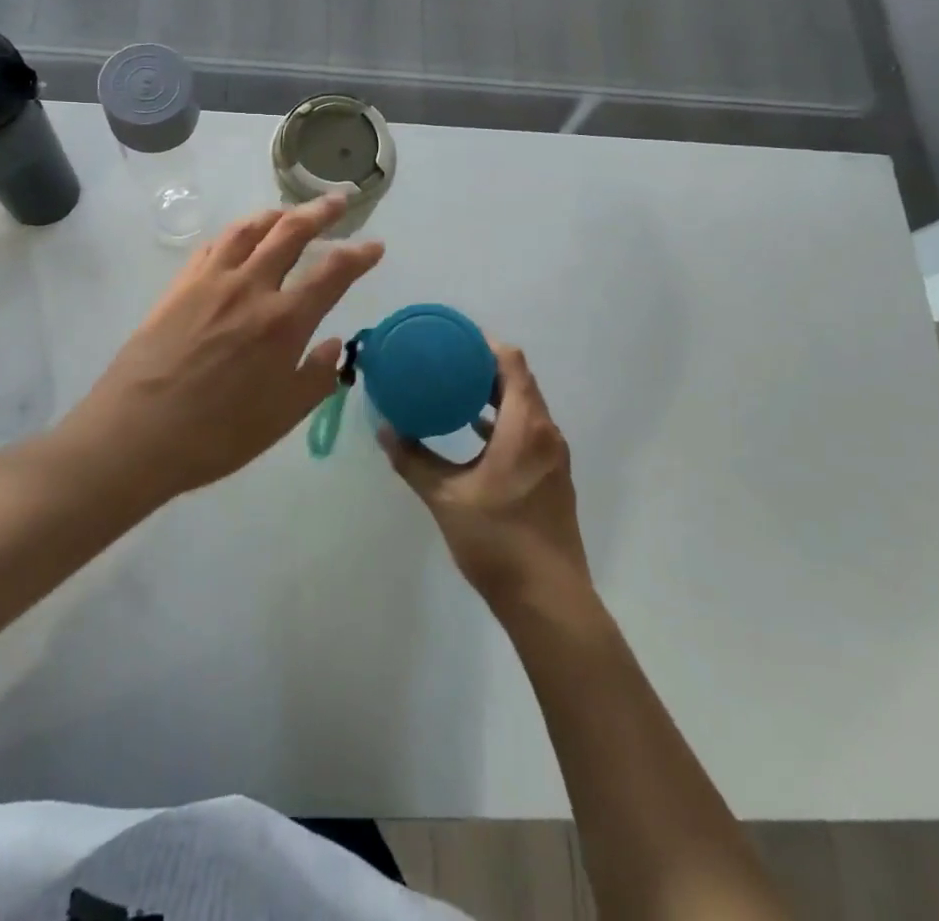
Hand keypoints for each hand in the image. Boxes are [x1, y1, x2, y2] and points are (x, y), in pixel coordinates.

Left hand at [70, 195, 383, 499]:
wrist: (135, 433)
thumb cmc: (215, 435)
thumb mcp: (281, 418)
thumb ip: (316, 377)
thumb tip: (334, 344)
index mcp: (283, 322)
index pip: (333, 273)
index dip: (359, 255)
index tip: (374, 246)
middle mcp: (251, 288)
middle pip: (291, 233)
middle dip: (320, 212)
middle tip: (338, 201)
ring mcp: (211, 282)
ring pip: (249, 229)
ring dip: (276, 214)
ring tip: (290, 212)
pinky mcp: (179, 286)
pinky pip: (213, 245)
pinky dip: (236, 232)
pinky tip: (239, 237)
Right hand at [380, 342, 590, 612]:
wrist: (548, 600)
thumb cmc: (497, 541)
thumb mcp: (445, 497)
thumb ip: (413, 460)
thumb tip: (384, 429)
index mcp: (524, 426)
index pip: (511, 363)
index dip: (484, 344)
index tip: (453, 338)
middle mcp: (546, 431)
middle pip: (519, 381)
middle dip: (484, 366)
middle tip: (446, 360)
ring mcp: (554, 455)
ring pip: (525, 407)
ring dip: (494, 394)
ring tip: (455, 390)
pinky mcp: (553, 476)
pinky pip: (529, 430)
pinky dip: (503, 421)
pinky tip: (474, 433)